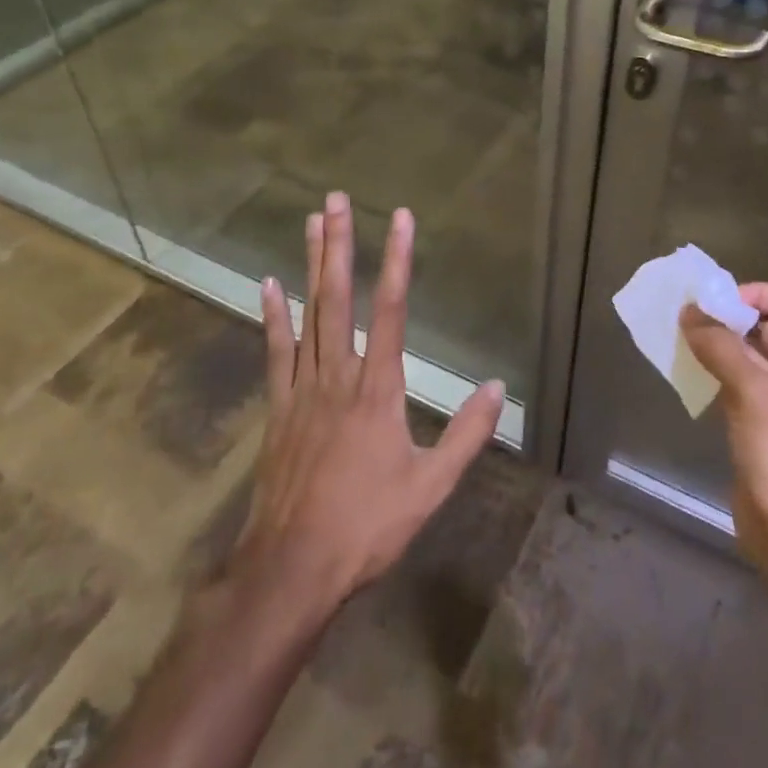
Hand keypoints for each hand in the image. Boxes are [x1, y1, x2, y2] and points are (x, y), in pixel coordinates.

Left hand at [210, 192, 505, 623]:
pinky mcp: (279, 407)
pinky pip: (277, 352)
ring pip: (308, 314)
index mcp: (378, 389)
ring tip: (311, 222)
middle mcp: (339, 375)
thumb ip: (467, 434)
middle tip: (337, 199)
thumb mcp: (431, 485)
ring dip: (310, 265)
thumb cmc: (367, 525)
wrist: (292, 567)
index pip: (391, 310)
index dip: (397, 261)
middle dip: (339, 244)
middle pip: (339, 297)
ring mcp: (303, 388)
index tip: (401, 219)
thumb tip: (498, 387)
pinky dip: (274, 316)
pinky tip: (269, 285)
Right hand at [681, 283, 767, 585]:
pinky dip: (723, 370)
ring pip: (759, 354)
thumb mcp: (754, 392)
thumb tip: (689, 311)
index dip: (759, 294)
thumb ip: (721, 345)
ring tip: (686, 336)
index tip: (718, 304)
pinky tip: (693, 369)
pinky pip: (748, 382)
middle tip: (693, 315)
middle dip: (736, 315)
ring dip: (726, 342)